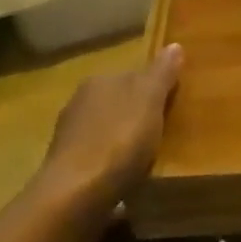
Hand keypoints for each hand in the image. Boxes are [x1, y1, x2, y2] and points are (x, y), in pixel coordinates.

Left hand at [34, 45, 182, 238]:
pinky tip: (126, 179)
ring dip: (123, 141)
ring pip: (106, 131)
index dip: (153, 88)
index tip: (172, 103)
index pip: (132, 75)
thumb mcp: (150, 100)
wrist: (75, 196)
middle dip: (136, 114)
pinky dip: (111, 165)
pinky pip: (98, 159)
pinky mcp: (66, 170)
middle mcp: (79, 103)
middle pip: (118, 103)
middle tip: (164, 131)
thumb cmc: (119, 140)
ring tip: (147, 158)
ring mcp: (69, 138)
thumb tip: (174, 45)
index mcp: (99, 81)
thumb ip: (162, 73)